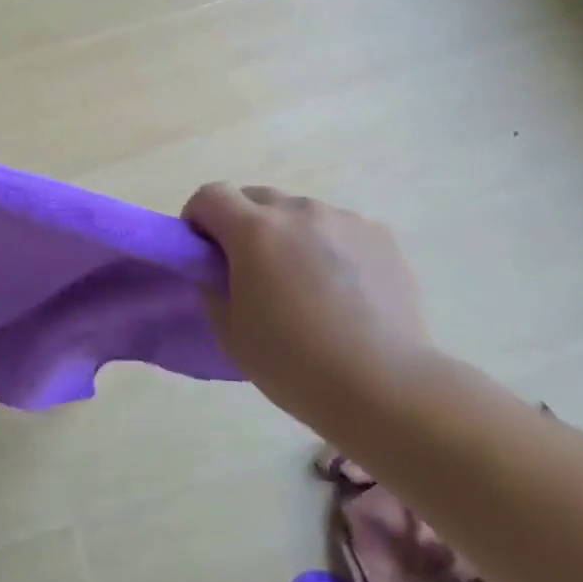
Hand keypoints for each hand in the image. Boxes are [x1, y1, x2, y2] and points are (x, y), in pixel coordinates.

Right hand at [184, 184, 433, 425]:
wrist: (384, 386)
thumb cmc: (294, 363)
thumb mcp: (229, 331)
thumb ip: (212, 286)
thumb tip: (217, 267)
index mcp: (255, 231)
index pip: (210, 195)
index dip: (197, 218)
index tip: (202, 251)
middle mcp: (299, 211)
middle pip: (255, 197)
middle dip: (240, 224)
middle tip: (248, 270)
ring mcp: (345, 219)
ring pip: (299, 213)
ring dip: (287, 234)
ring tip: (302, 283)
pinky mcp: (380, 235)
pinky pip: (338, 228)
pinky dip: (327, 246)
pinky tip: (341, 290)